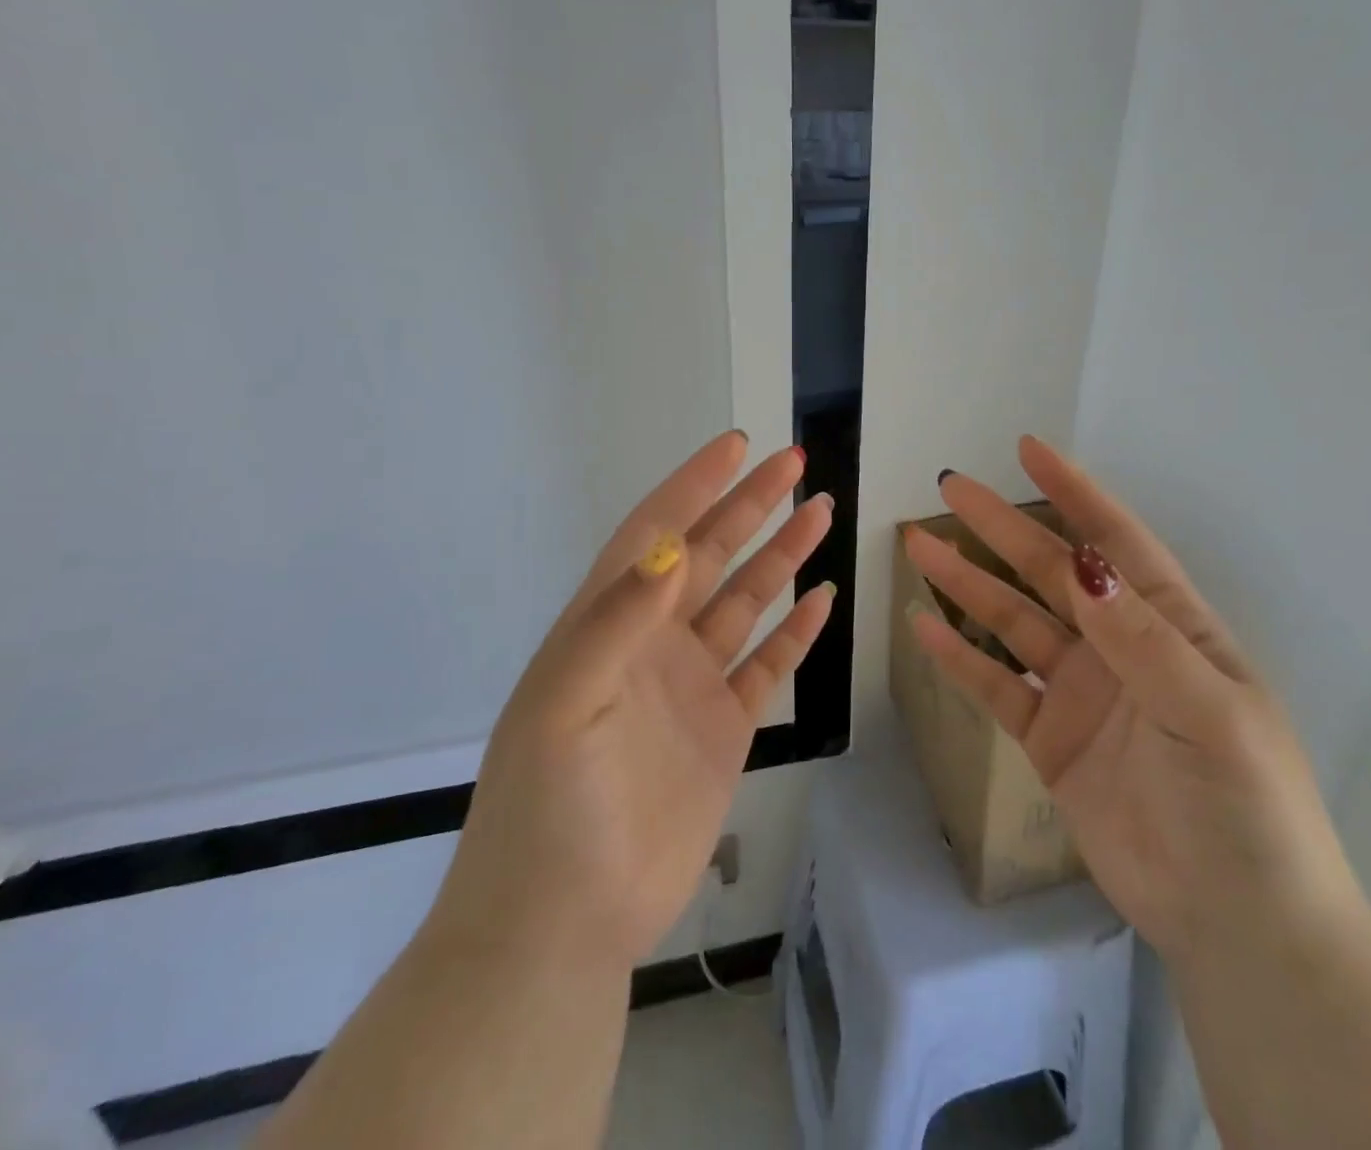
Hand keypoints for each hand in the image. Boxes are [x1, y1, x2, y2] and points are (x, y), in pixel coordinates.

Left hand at [433, 430, 834, 967]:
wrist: (563, 924)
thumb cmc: (550, 808)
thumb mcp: (564, 704)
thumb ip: (615, 621)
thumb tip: (671, 546)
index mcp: (608, 624)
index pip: (656, 533)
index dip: (694, 485)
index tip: (737, 446)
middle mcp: (652, 642)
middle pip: (709, 555)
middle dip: (749, 505)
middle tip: (794, 462)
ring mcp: (691, 685)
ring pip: (744, 602)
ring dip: (780, 556)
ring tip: (820, 513)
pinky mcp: (723, 729)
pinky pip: (767, 665)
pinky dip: (795, 632)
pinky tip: (821, 600)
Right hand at [906, 436, 1364, 960]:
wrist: (1237, 925)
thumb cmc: (1244, 806)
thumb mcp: (1207, 712)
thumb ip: (1140, 639)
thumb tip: (1082, 563)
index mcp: (1169, 627)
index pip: (1114, 541)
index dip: (1074, 493)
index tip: (1029, 450)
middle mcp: (1119, 646)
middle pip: (1050, 572)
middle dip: (1001, 528)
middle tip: (951, 489)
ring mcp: (1081, 692)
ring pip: (1013, 621)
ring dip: (968, 584)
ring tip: (920, 547)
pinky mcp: (1050, 739)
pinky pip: (996, 685)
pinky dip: (960, 657)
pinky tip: (923, 628)